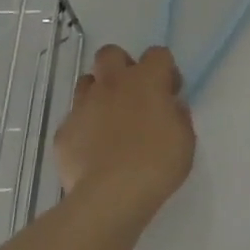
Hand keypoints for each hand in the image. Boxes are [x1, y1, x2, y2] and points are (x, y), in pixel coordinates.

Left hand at [52, 45, 195, 230]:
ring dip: (100, 93)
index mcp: (146, 81)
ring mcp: (83, 106)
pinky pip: (75, 119)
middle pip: (110, 53)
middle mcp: (112, 84)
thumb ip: (177, 115)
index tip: (170, 93)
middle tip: (134, 94)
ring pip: (87, 82)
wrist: (111, 196)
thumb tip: (169, 107)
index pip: (157, 53)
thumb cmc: (158, 163)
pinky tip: (94, 150)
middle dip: (122, 66)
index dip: (165, 70)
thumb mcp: (185, 138)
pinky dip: (85, 128)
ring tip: (111, 120)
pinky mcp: (64, 132)